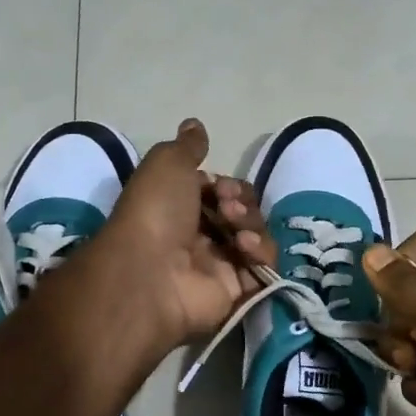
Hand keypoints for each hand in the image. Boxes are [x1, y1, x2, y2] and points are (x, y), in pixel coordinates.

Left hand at [96, 119, 274, 347]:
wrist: (151, 272)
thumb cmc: (155, 213)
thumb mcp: (166, 164)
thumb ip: (187, 146)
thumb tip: (194, 124)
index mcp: (181, 208)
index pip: (222, 192)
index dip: (228, 186)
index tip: (220, 187)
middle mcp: (200, 237)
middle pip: (243, 212)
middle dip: (242, 203)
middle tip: (227, 206)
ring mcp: (219, 265)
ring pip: (257, 236)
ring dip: (252, 224)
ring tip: (235, 228)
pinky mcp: (238, 290)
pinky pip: (264, 267)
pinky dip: (261, 252)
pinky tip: (244, 247)